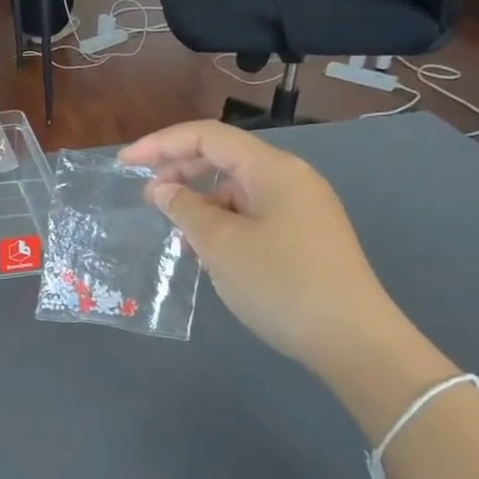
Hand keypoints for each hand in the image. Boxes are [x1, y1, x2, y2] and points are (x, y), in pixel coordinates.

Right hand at [118, 122, 405, 371]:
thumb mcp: (221, 245)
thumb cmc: (282, 283)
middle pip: (224, 158)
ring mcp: (301, 209)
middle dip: (179, 170)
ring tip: (176, 234)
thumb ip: (185, 209)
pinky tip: (207, 252)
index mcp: (273, 169)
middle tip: (146, 197)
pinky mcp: (304, 237)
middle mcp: (290, 179)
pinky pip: (252, 215)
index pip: (208, 137)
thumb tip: (162, 189)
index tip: (125, 164)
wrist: (353, 341)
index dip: (161, 143)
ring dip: (200, 203)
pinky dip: (223, 224)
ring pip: (237, 190)